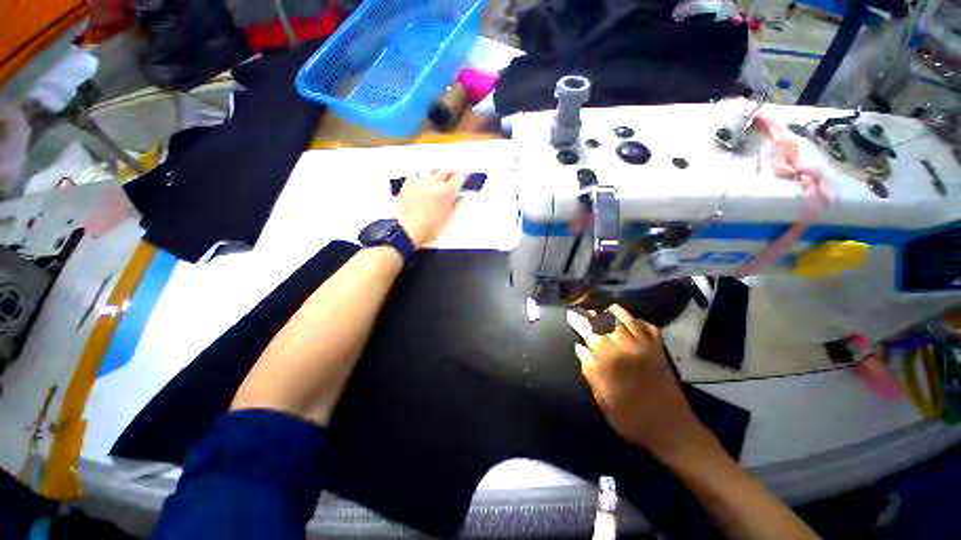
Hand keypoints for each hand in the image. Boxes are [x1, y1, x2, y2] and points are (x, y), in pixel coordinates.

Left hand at [397, 169, 464, 248]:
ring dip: (436, 175)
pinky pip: (417, 175)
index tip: (461, 181)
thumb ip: (455, 205)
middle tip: (452, 176)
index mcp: (446, 191)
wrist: (410, 230)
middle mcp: (433, 183)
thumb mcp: (448, 218)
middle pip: (445, 171)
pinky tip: (422, 184)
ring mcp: (420, 182)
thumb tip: (457, 199)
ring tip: (437, 180)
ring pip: (431, 171)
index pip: (458, 178)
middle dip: (451, 173)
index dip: (461, 180)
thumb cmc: (428, 227)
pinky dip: (421, 178)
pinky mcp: (408, 184)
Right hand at [568, 305, 715, 457]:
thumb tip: (579, 347)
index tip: (571, 315)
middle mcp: (627, 346)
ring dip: (615, 312)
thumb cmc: (630, 417)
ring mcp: (646, 346)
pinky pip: (649, 327)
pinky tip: (632, 321)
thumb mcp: (603, 398)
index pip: (590, 331)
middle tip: (586, 313)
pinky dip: (638, 321)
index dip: (579, 321)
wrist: (671, 429)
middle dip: (594, 315)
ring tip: (606, 309)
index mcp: (610, 359)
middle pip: (608, 321)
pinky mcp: (660, 350)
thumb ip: (590, 369)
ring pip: (628, 319)